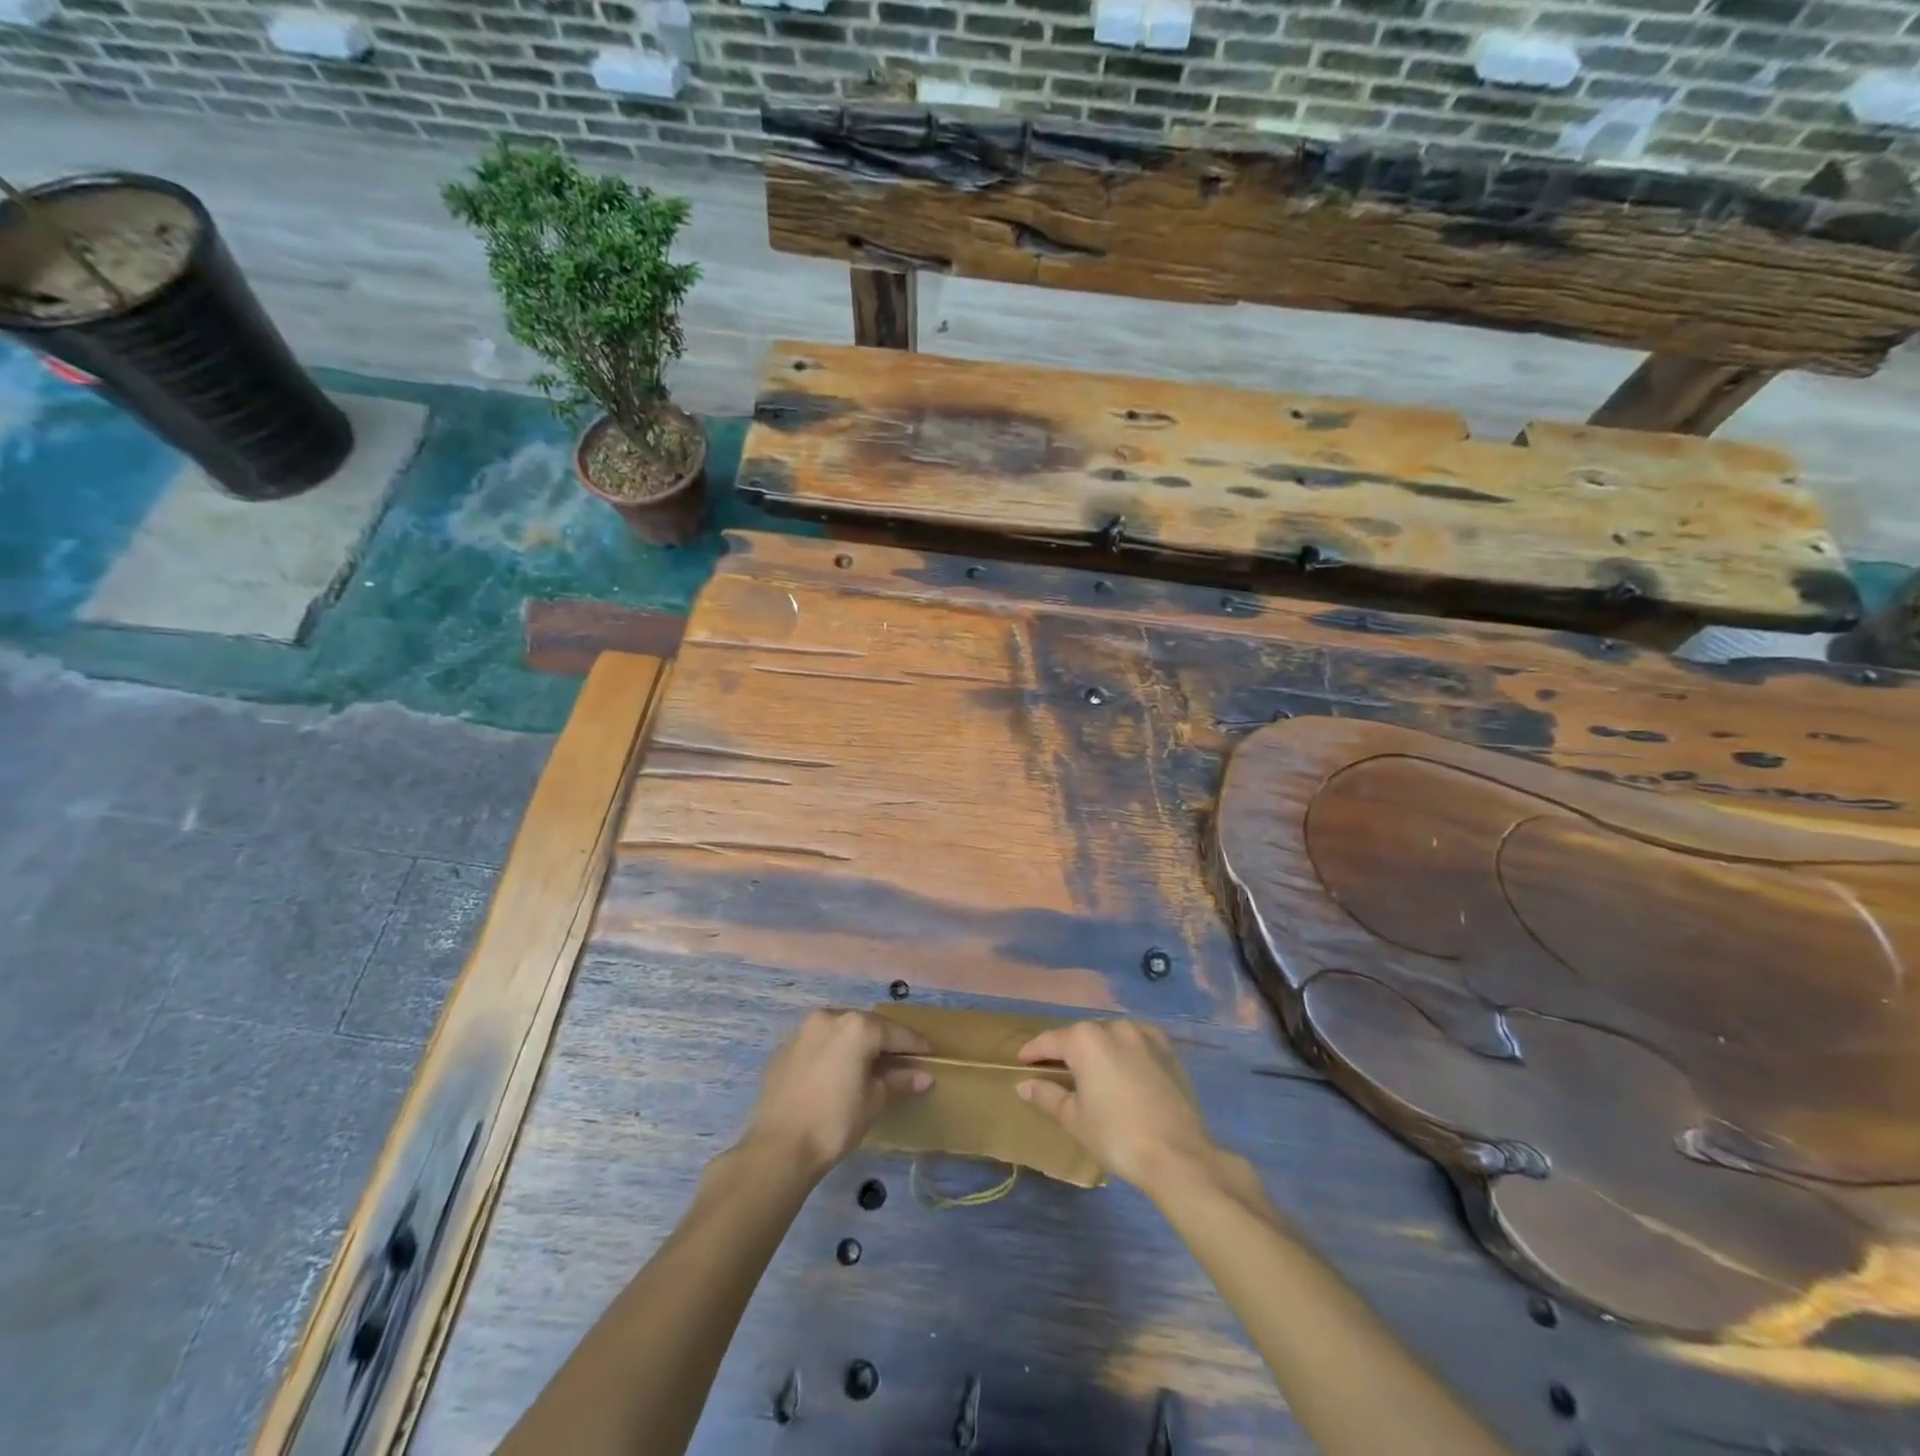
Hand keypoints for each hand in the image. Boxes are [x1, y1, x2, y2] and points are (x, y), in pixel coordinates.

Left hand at [742, 1010, 932, 1181]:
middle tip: (901, 1057)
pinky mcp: (784, 1048)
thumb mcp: (874, 1101)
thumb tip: (924, 1076)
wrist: (778, 1148)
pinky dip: (832, 1051)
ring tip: (869, 1062)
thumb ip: (899, 1082)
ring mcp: (803, 1031)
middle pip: (866, 1025)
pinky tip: (836, 1071)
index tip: (928, 1053)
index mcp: (857, 1027)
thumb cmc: (835, 1122)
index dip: (914, 1044)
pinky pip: (818, 1043)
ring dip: (856, 1042)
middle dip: (885, 1040)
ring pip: (840, 1030)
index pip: (894, 1032)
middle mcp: (830, 1018)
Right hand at [1016, 1019, 1214, 1192]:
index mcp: (1085, 1040)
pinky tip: (1125, 1065)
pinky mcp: (1168, 1050)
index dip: (1033, 1051)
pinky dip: (1126, 1050)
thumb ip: (1047, 1095)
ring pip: (1110, 1036)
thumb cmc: (1117, 1136)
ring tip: (1091, 1070)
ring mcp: (1144, 1036)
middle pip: (1081, 1036)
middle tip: (1055, 1070)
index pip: (1050, 1041)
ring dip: (1098, 1049)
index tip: (1022, 1061)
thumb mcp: (1074, 1119)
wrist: (1178, 1155)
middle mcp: (1113, 1027)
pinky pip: (1138, 1042)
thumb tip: (1024, 1084)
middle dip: (1067, 1051)